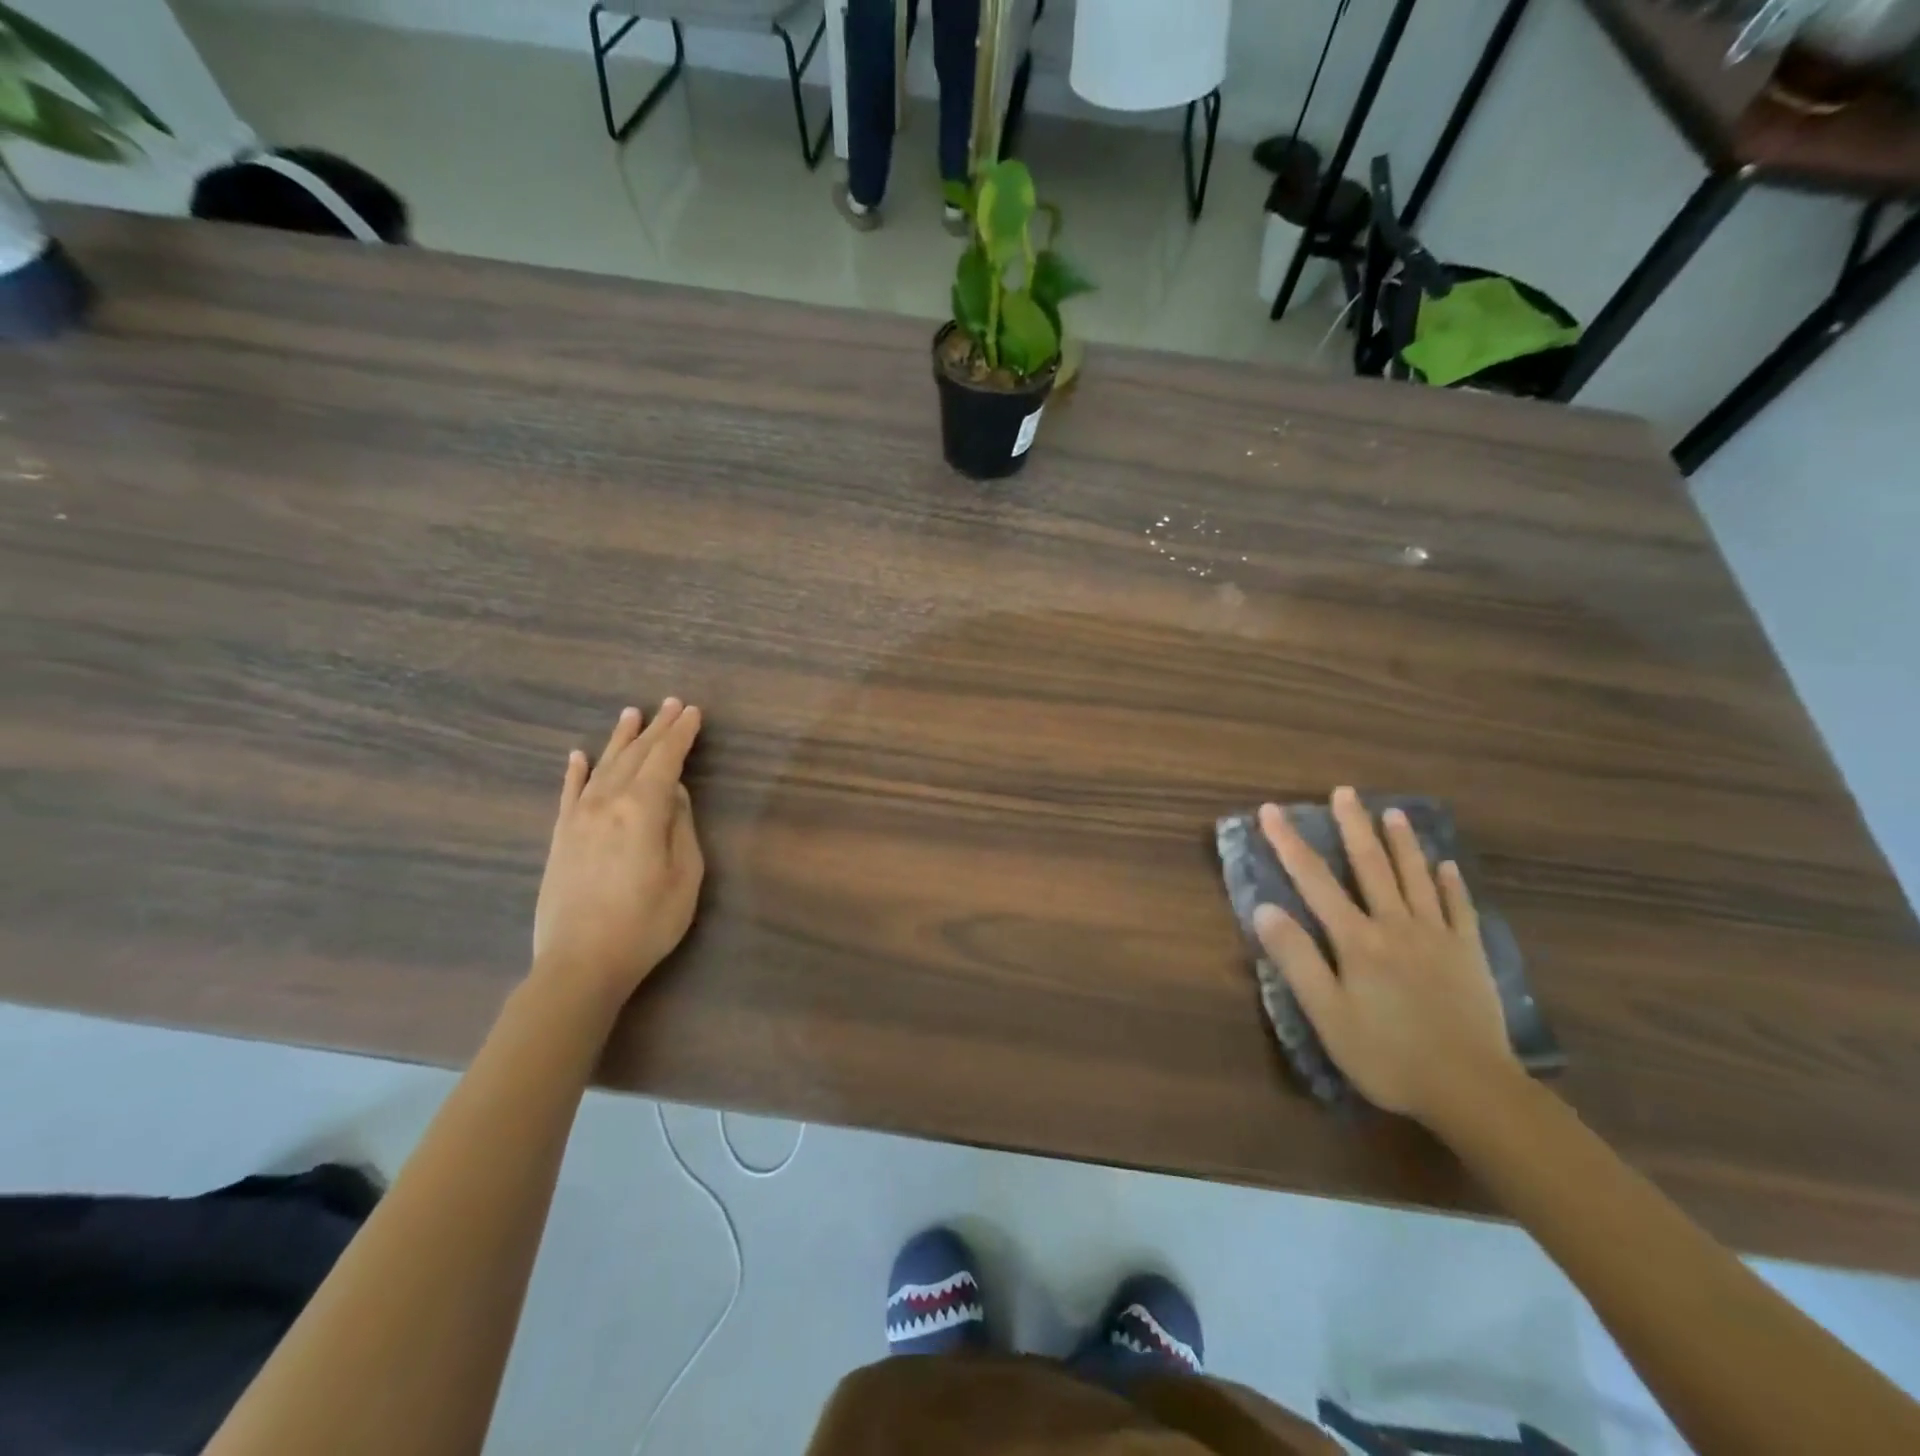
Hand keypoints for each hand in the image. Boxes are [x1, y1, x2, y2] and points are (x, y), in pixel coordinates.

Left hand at [532, 700, 704, 1011]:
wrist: (580, 964)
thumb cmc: (646, 922)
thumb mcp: (684, 875)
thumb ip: (680, 826)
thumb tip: (673, 792)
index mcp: (641, 810)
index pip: (665, 760)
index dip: (681, 734)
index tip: (694, 712)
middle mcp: (606, 803)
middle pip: (635, 756)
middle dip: (657, 728)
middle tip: (671, 704)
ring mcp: (578, 819)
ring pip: (602, 766)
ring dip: (620, 739)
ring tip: (632, 714)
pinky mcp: (560, 838)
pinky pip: (567, 793)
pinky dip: (575, 771)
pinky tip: (578, 755)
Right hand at [1254, 787, 1518, 1122]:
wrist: (1473, 1090)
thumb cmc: (1387, 1054)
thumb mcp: (1327, 1014)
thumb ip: (1297, 959)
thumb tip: (1266, 908)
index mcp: (1357, 940)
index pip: (1314, 880)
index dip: (1289, 843)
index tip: (1271, 811)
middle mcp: (1396, 926)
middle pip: (1371, 866)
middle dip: (1353, 826)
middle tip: (1344, 792)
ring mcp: (1438, 938)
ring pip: (1416, 878)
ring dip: (1402, 842)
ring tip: (1393, 812)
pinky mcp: (1469, 955)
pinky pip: (1460, 908)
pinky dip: (1450, 884)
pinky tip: (1447, 866)